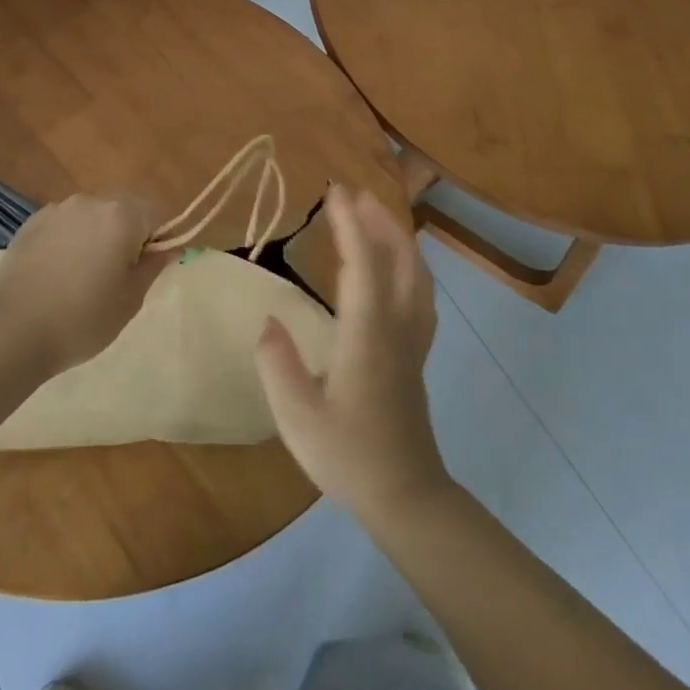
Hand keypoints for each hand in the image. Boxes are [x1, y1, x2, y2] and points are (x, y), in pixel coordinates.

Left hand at [0, 194, 168, 375]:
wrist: (12, 330)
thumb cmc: (82, 318)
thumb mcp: (130, 299)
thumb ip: (152, 267)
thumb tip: (166, 248)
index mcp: (121, 216)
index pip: (156, 214)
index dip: (158, 240)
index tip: (145, 270)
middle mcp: (90, 202)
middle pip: (123, 209)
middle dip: (127, 234)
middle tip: (117, 275)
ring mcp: (57, 210)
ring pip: (91, 216)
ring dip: (96, 235)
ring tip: (82, 276)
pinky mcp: (30, 222)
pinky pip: (64, 225)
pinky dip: (69, 240)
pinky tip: (56, 273)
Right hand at [255, 183, 450, 517]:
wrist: (406, 498)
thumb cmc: (348, 456)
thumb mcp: (298, 417)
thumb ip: (278, 364)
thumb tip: (268, 322)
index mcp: (367, 336)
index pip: (363, 266)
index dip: (350, 226)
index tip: (336, 192)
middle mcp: (396, 329)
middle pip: (399, 261)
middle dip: (378, 221)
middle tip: (354, 193)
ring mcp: (412, 341)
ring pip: (416, 276)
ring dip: (397, 239)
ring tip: (376, 216)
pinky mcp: (416, 355)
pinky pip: (420, 295)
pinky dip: (410, 266)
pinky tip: (398, 266)